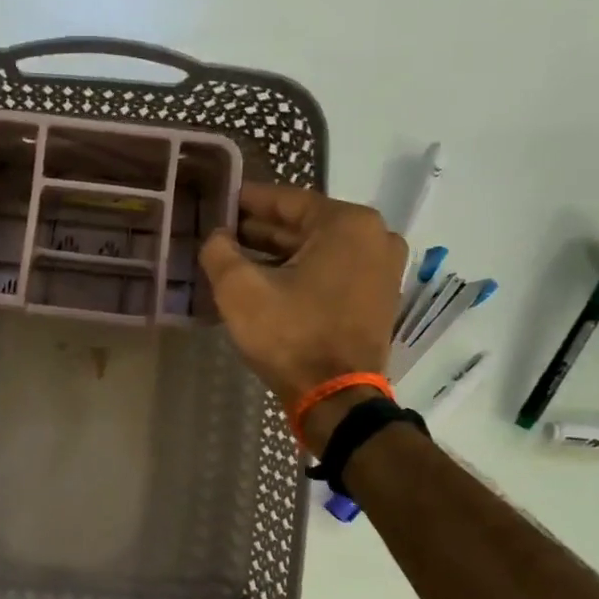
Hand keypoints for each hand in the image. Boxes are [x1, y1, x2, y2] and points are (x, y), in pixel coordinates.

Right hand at [197, 184, 406, 408]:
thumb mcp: (240, 290)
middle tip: (221, 232)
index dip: (246, 201)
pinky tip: (266, 280)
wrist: (336, 398)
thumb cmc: (291, 336)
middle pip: (304, 225)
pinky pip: (332, 271)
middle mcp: (374, 237)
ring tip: (235, 258)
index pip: (286, 200)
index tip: (218, 200)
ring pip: (317, 250)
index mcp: (348, 223)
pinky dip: (300, 273)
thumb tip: (217, 236)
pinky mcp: (377, 297)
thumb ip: (219, 251)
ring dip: (277, 254)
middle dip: (260, 230)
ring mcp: (382, 268)